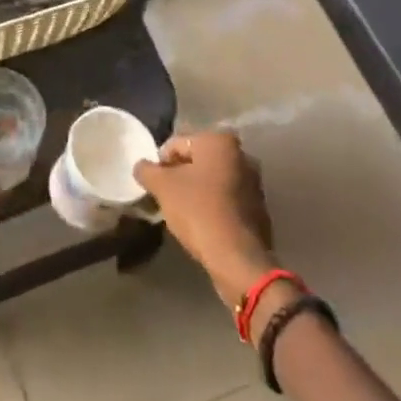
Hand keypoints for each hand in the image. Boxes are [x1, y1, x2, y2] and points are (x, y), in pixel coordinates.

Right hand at [134, 129, 276, 306]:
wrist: (237, 258)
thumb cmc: (198, 211)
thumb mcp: (163, 187)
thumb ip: (147, 171)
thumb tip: (141, 166)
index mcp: (220, 141)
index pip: (178, 144)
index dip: (160, 163)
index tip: (154, 184)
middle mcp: (242, 155)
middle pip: (198, 161)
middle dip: (180, 176)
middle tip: (166, 197)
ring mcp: (254, 183)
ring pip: (213, 181)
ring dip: (197, 191)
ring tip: (182, 213)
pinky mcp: (259, 210)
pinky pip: (227, 201)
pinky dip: (213, 207)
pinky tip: (202, 225)